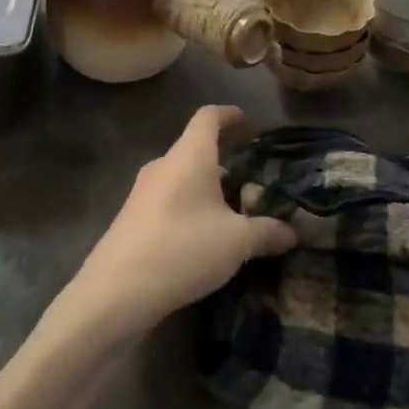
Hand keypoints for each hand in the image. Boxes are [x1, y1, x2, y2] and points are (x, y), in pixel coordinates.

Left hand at [66, 106, 295, 334]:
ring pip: (181, 179)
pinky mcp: (131, 218)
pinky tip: (202, 240)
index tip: (248, 124)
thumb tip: (292, 233)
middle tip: (251, 185)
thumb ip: (267, 232)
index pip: (208, 117)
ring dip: (206, 190)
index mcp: (189, 156)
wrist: (116, 292)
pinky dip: (188, 209)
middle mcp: (163, 165)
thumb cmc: (183, 249)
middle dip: (224, 163)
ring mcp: (142, 192)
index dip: (229, 115)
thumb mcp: (237, 242)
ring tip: (231, 217)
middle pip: (196, 151)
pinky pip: (167, 201)